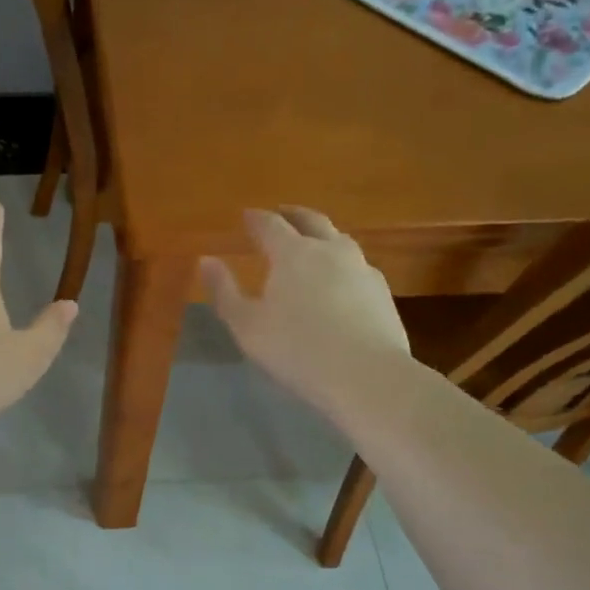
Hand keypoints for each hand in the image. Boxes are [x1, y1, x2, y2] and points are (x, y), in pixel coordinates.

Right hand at [201, 208, 411, 420]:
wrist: (366, 375)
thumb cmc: (296, 350)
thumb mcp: (246, 326)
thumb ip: (224, 291)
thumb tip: (207, 260)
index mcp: (292, 254)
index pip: (270, 224)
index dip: (256, 219)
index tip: (246, 215)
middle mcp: (329, 250)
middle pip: (311, 221)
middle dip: (293, 214)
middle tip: (282, 213)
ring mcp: (361, 269)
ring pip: (340, 239)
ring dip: (323, 235)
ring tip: (314, 242)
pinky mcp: (382, 292)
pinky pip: (358, 266)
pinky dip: (343, 263)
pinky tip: (342, 279)